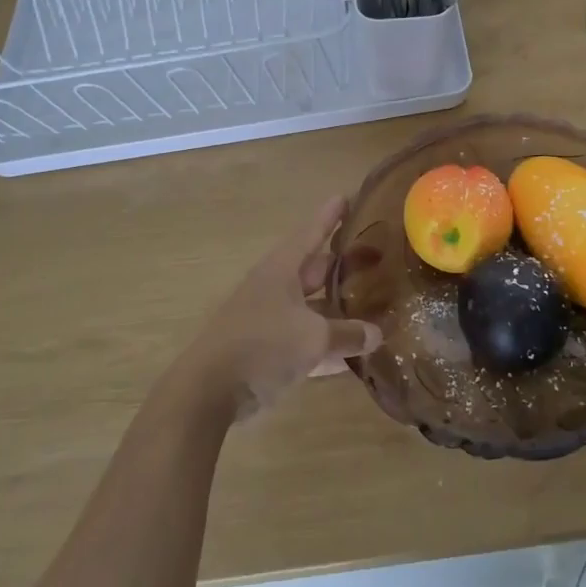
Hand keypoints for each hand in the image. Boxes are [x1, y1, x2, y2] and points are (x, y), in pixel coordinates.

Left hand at [177, 196, 382, 420]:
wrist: (209, 391)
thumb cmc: (262, 346)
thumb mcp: (313, 338)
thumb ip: (347, 334)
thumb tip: (376, 334)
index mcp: (281, 270)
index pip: (311, 233)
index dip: (330, 216)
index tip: (346, 196)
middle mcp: (275, 288)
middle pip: (314, 268)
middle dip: (341, 263)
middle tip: (374, 255)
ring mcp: (269, 319)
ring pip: (311, 305)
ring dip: (337, 306)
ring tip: (371, 301)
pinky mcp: (267, 349)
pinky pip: (305, 339)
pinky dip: (327, 343)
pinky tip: (353, 354)